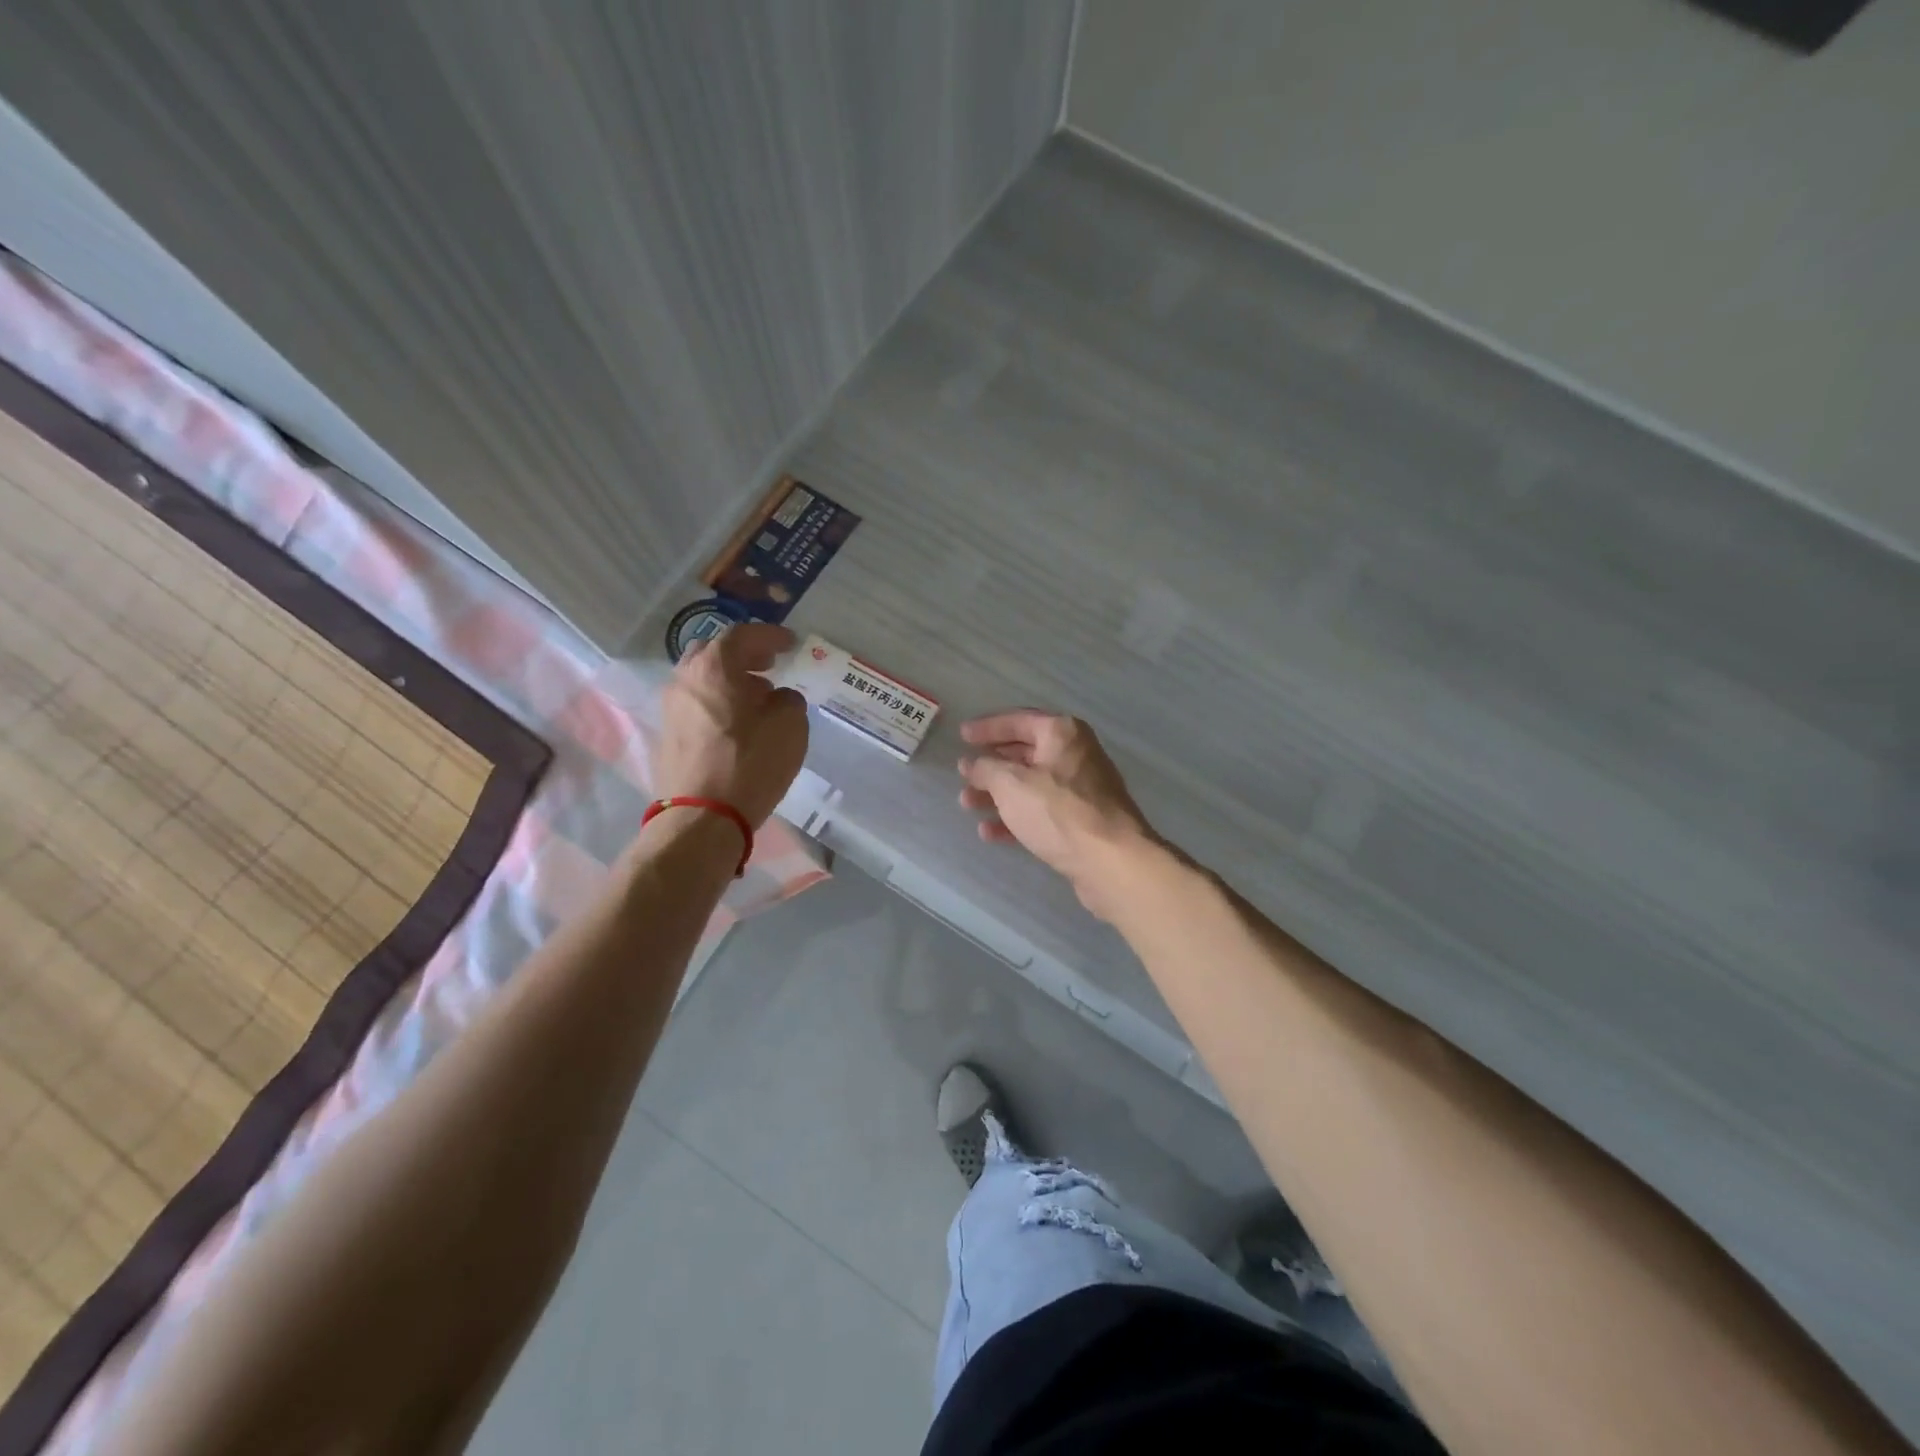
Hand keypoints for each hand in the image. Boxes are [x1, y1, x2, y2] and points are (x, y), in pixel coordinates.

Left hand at [653, 623, 808, 827]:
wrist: (703, 817)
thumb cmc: (750, 762)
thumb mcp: (790, 725)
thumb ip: (788, 699)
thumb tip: (777, 698)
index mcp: (713, 667)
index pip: (742, 635)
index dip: (769, 635)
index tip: (790, 643)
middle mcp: (685, 680)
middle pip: (713, 652)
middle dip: (743, 654)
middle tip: (769, 663)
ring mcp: (671, 709)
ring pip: (702, 680)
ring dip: (730, 681)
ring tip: (758, 697)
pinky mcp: (668, 736)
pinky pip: (697, 705)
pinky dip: (718, 703)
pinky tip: (739, 723)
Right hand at [957, 711, 1157, 920]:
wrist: (1111, 861)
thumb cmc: (1058, 811)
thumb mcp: (1011, 784)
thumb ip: (986, 769)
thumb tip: (971, 763)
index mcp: (1062, 733)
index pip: (1018, 720)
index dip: (987, 727)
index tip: (962, 736)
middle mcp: (1075, 754)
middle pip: (1025, 753)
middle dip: (991, 765)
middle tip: (963, 774)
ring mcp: (1081, 790)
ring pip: (1031, 785)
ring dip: (998, 794)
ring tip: (967, 803)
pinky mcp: (1081, 822)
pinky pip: (1041, 812)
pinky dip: (1015, 818)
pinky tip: (989, 832)